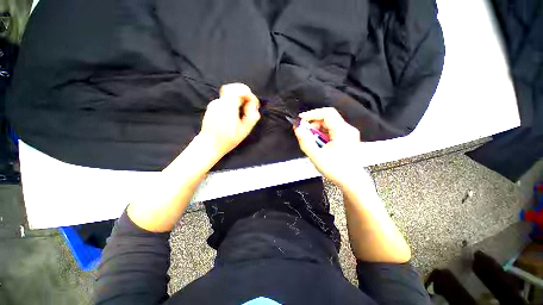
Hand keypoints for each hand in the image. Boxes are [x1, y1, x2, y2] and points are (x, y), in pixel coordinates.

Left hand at [199, 83, 260, 156]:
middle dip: (244, 94)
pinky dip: (232, 102)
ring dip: (239, 98)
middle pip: (233, 88)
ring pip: (229, 93)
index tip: (254, 105)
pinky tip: (234, 115)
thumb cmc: (228, 140)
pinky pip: (224, 99)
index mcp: (228, 107)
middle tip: (250, 105)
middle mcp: (219, 102)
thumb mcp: (244, 130)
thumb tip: (253, 105)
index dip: (250, 94)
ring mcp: (214, 104)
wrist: (209, 144)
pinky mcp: (212, 107)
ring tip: (243, 111)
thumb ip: (251, 116)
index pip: (239, 89)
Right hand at [294, 107, 366, 188]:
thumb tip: (297, 129)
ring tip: (311, 141)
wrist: (352, 181)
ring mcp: (348, 134)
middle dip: (313, 124)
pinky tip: (319, 143)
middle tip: (304, 133)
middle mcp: (347, 129)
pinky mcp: (347, 138)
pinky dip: (322, 134)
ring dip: (317, 130)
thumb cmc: (336, 170)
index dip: (312, 114)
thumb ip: (305, 142)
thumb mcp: (317, 156)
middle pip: (328, 118)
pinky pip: (332, 131)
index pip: (327, 113)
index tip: (300, 119)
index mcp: (343, 131)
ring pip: (329, 125)